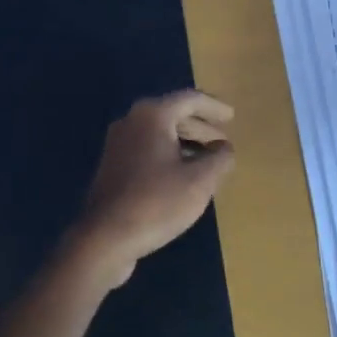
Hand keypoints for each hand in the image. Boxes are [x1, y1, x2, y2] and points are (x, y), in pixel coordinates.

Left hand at [66, 90, 235, 289]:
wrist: (105, 237)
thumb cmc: (157, 203)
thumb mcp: (199, 181)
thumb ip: (219, 159)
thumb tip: (224, 148)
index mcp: (152, 115)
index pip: (189, 100)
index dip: (214, 107)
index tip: (232, 117)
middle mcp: (131, 121)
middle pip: (172, 113)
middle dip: (200, 126)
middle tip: (222, 141)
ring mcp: (118, 143)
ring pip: (159, 132)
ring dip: (185, 141)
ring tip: (208, 159)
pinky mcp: (112, 165)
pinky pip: (147, 148)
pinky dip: (168, 153)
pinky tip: (182, 175)